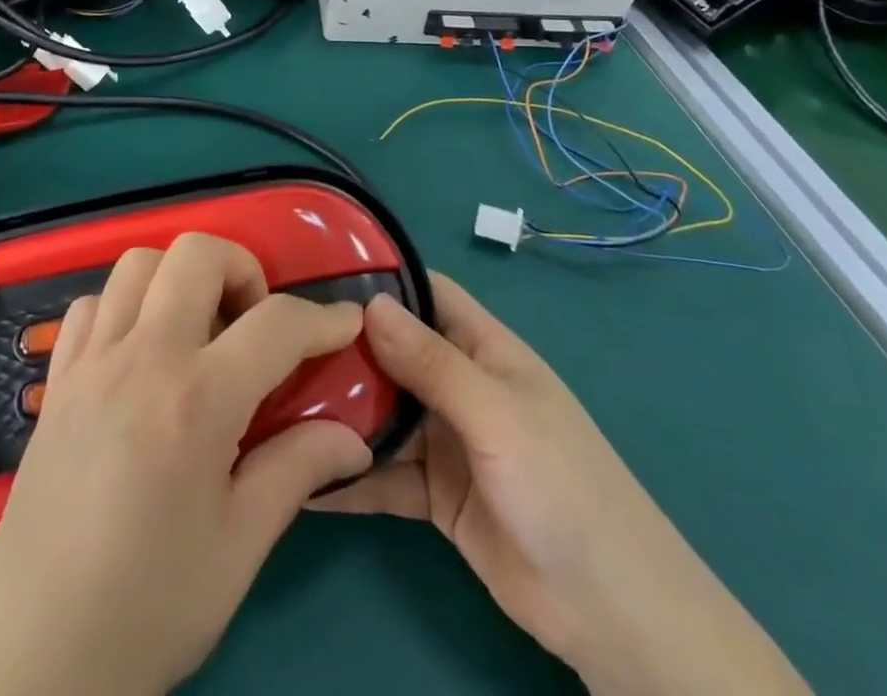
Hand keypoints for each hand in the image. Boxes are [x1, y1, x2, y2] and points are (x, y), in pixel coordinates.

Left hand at [0, 233, 372, 695]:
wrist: (30, 662)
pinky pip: (91, 305)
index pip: (276, 324)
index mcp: (196, 400)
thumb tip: (354, 438)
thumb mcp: (238, 549)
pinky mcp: (56, 381)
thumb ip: (297, 472)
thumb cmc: (146, 609)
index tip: (347, 323)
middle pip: (196, 254)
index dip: (323, 318)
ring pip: (138, 263)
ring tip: (199, 332)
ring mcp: (91, 362)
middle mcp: (141, 359)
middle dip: (242, 269)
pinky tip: (139, 354)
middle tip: (253, 323)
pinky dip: (124, 307)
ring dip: (180, 278)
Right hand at [314, 275, 808, 695]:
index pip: (428, 293)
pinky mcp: (434, 496)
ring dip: (339, 409)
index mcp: (484, 350)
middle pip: (395, 352)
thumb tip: (370, 304)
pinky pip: (383, 475)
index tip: (320, 271)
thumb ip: (433, 364)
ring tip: (274, 399)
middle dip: (345, 346)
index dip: (382, 277)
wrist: (612, 614)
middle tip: (277, 339)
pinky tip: (299, 474)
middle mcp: (460, 386)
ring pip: (383, 412)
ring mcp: (445, 441)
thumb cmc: (562, 487)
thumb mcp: (496, 415)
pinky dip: (348, 473)